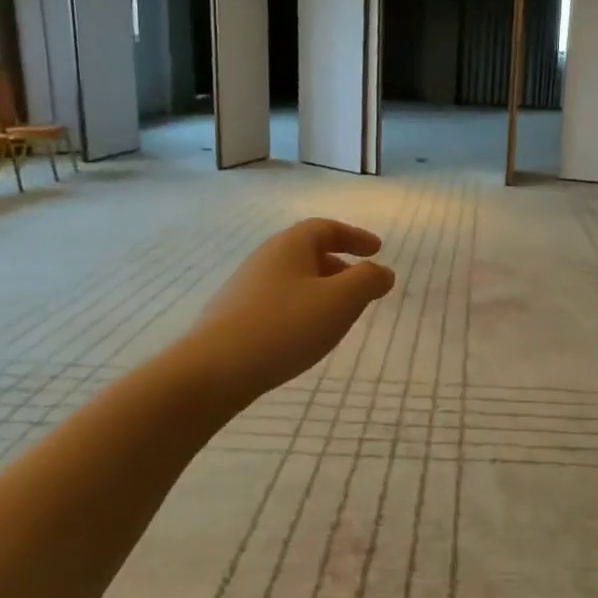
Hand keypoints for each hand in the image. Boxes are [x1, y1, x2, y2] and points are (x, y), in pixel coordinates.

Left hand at [188, 219, 395, 405]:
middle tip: (361, 285)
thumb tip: (383, 271)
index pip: (326, 228)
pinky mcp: (235, 316)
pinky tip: (306, 334)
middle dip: (340, 264)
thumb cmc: (286, 326)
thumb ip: (368, 281)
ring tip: (338, 313)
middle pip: (308, 252)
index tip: (377, 250)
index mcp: (290, 246)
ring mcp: (246, 288)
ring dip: (321, 288)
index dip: (355, 236)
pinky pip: (279, 301)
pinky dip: (302, 308)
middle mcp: (265, 259)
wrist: (214, 369)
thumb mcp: (341, 301)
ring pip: (293, 278)